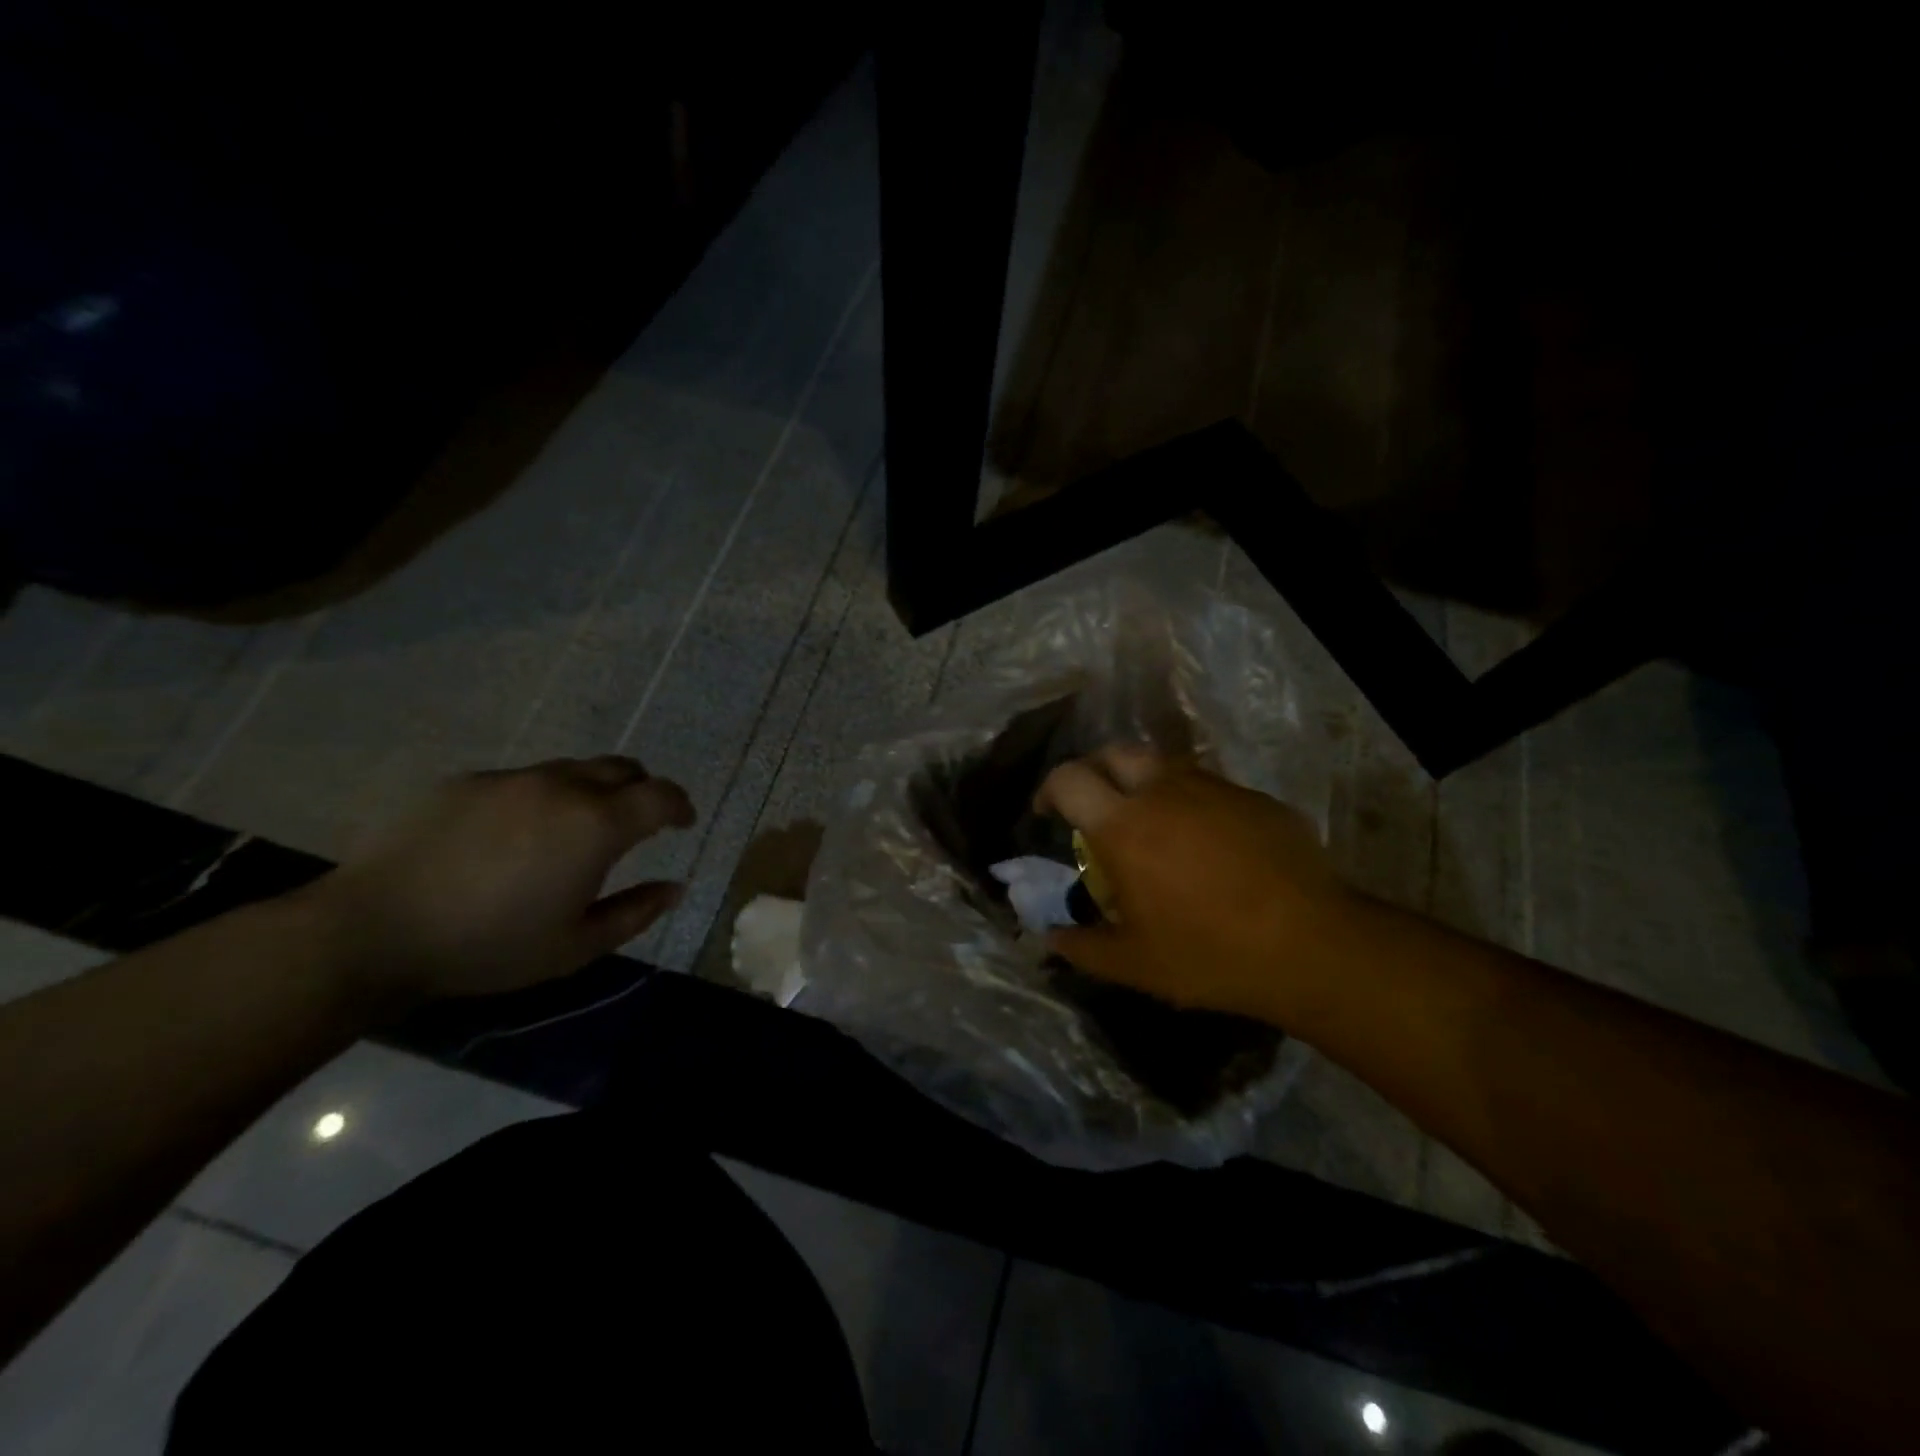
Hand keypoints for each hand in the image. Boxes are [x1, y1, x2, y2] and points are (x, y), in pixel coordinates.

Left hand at [303, 757, 695, 1001]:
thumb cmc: (488, 947)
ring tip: (573, 831)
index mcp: (597, 824)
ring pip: (572, 770)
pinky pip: (522, 780)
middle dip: (641, 790)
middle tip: (636, 823)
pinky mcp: (466, 781)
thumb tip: (673, 887)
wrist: (372, 931)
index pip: (661, 795)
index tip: (682, 823)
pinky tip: (512, 837)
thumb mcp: (575, 947)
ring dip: (591, 792)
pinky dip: (540, 799)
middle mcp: (562, 787)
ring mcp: (511, 779)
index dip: (680, 806)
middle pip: (623, 768)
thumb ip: (635, 912)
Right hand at [1035, 744, 1363, 1023]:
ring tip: (1151, 824)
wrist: (1312, 946)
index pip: (1069, 779)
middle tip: (1095, 806)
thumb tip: (1046, 939)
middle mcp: (1164, 791)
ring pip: (1164, 765)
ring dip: (1144, 784)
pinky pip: (1208, 787)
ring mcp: (1214, 789)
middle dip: (1095, 771)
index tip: (1047, 812)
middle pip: (1115, 753)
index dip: (1049, 789)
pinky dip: (1191, 802)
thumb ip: (1081, 947)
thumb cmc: (1210, 953)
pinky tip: (1206, 843)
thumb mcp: (1134, 964)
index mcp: (1124, 825)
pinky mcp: (1254, 798)